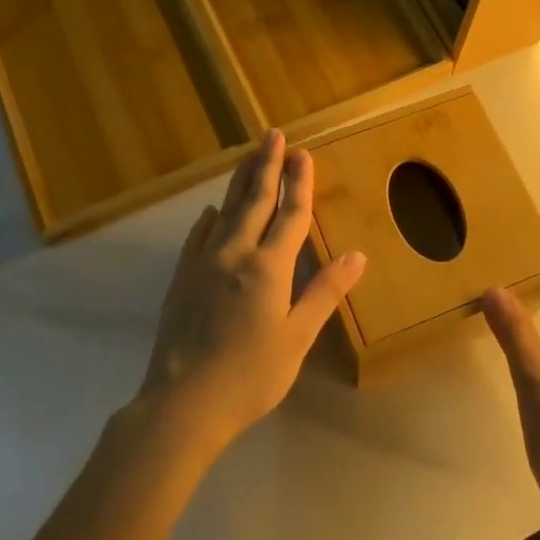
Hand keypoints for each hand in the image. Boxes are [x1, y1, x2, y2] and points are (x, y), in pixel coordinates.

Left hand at [139, 131, 365, 454]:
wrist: (182, 404)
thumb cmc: (250, 375)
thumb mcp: (297, 337)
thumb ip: (324, 292)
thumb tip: (357, 255)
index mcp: (268, 267)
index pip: (290, 214)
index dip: (299, 183)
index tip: (303, 154)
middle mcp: (235, 254)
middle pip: (254, 201)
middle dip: (266, 166)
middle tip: (273, 135)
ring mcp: (203, 264)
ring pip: (225, 211)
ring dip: (239, 181)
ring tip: (249, 155)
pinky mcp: (182, 280)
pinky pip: (198, 237)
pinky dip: (209, 219)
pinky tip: (210, 212)